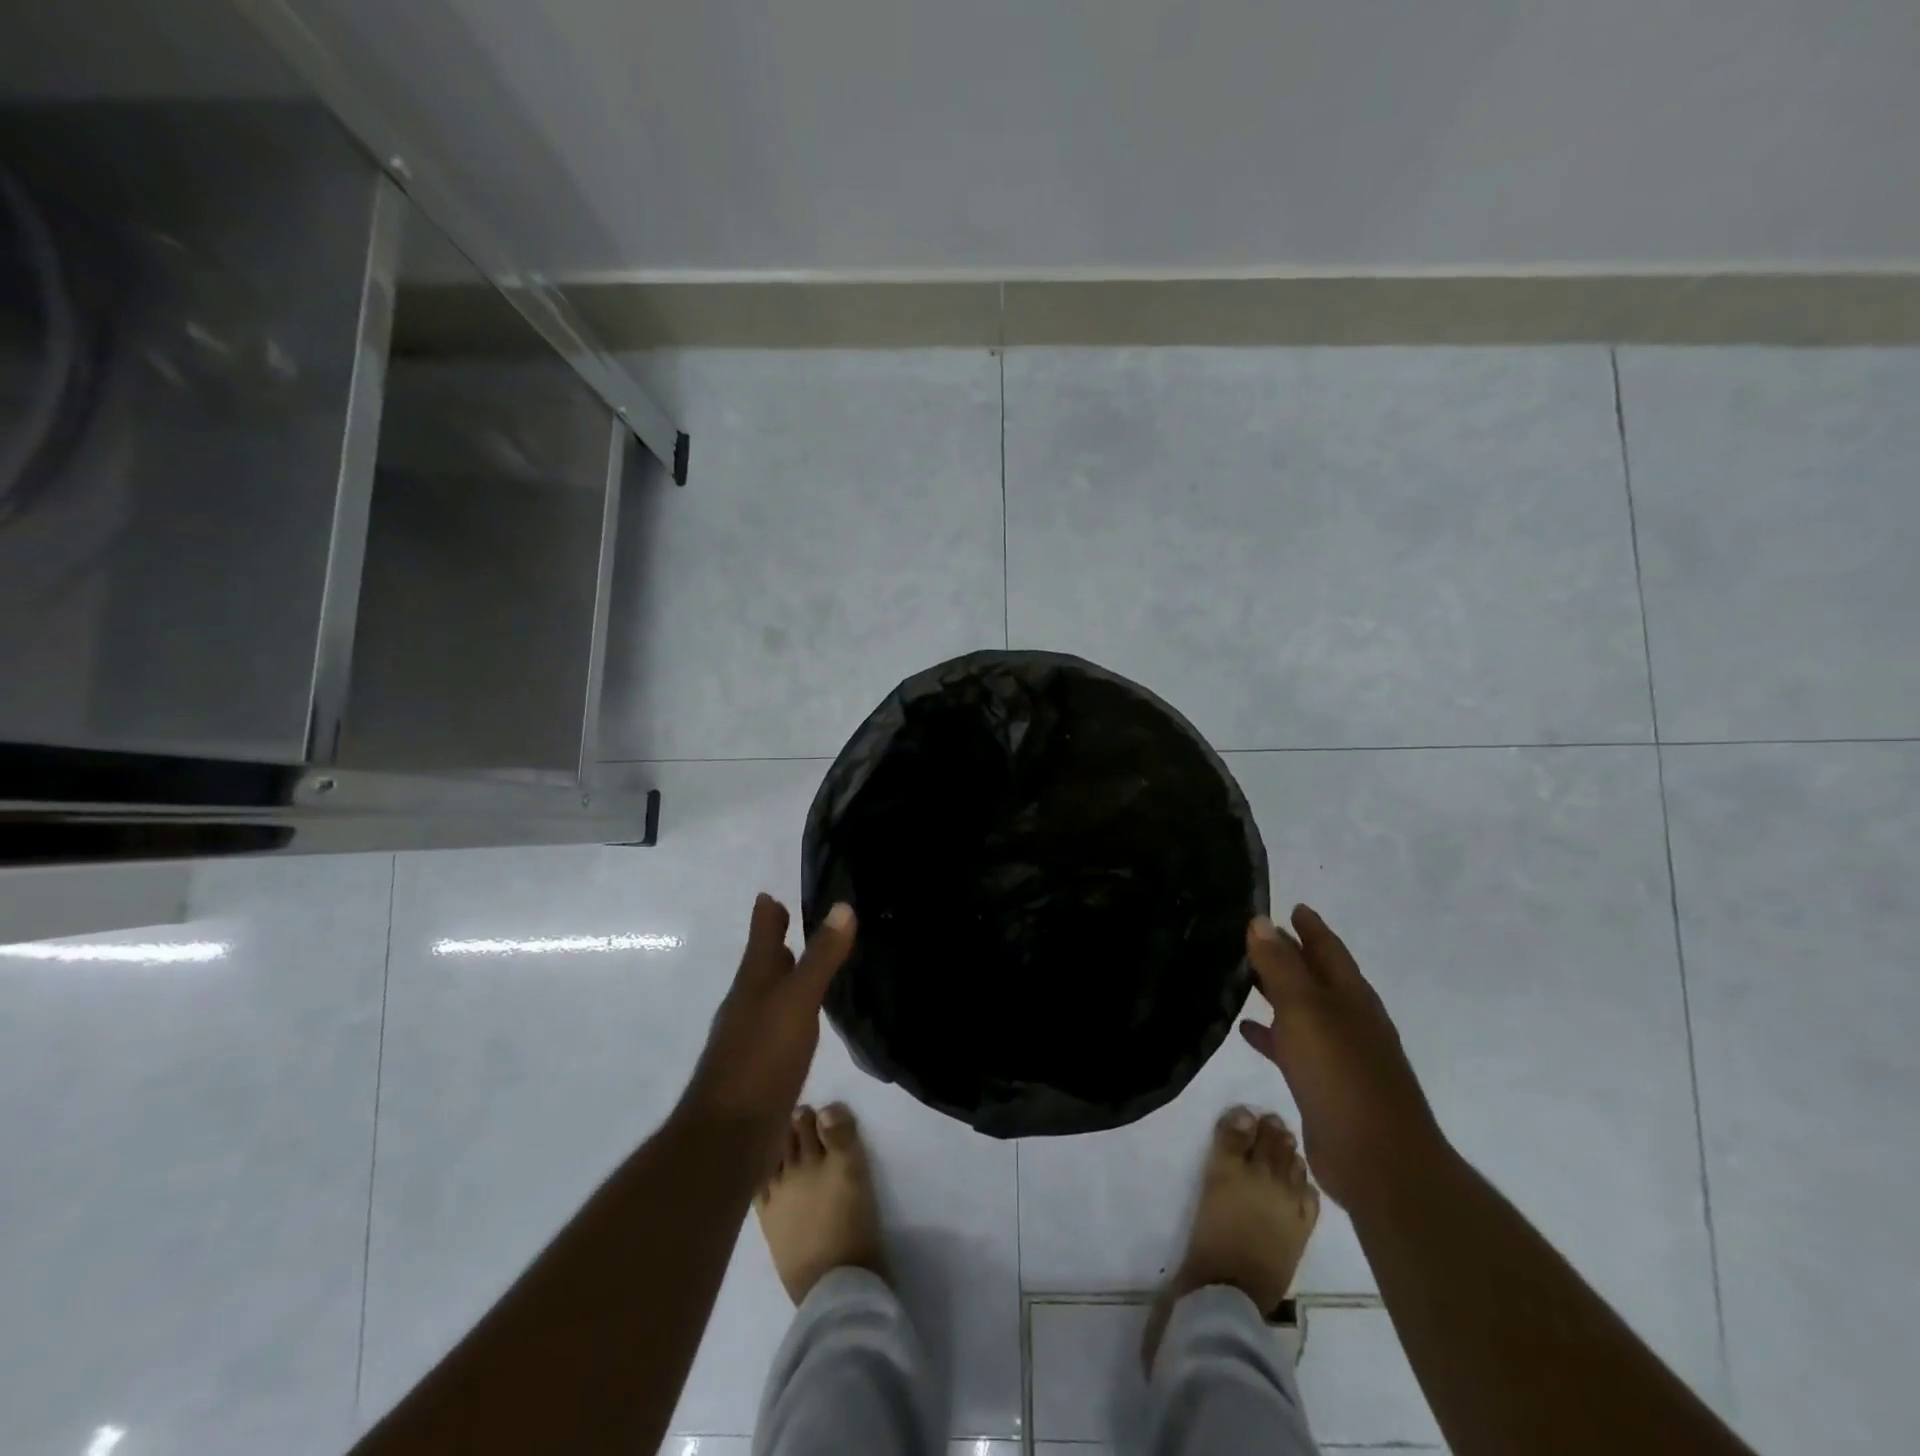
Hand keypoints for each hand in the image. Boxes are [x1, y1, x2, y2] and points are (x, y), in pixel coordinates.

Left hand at [685, 894, 855, 1131]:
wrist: (729, 1136)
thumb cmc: (761, 1058)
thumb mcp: (797, 1000)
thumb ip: (821, 957)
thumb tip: (843, 907)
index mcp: (754, 981)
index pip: (762, 934)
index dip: (769, 911)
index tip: (773, 891)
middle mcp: (748, 1003)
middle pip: (763, 962)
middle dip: (777, 941)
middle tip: (796, 919)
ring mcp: (751, 1036)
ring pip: (771, 993)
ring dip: (787, 975)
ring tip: (809, 963)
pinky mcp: (761, 1066)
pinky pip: (780, 1024)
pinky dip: (793, 1010)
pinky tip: (807, 1019)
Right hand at [1239, 904, 1444, 1208]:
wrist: (1378, 1160)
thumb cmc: (1341, 1073)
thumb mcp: (1304, 1009)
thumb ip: (1280, 965)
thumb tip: (1260, 921)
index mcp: (1351, 996)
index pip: (1328, 949)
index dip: (1310, 927)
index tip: (1292, 906)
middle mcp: (1349, 1019)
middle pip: (1316, 977)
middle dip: (1290, 955)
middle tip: (1255, 936)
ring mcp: (1340, 1055)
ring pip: (1302, 1010)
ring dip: (1277, 993)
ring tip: (1243, 976)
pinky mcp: (1325, 1086)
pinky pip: (1292, 1047)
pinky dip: (1271, 1034)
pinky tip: (1246, 1029)